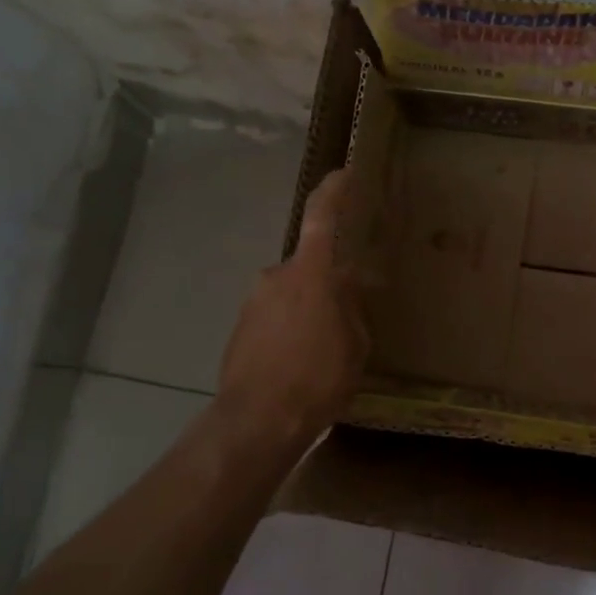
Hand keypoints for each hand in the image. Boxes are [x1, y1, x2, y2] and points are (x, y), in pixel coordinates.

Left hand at [216, 168, 368, 450]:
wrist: (257, 421)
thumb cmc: (318, 378)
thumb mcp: (355, 344)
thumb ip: (351, 307)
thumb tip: (345, 287)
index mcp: (310, 273)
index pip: (321, 216)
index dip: (334, 191)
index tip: (345, 174)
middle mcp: (276, 276)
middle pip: (308, 265)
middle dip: (328, 281)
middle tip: (347, 310)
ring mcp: (254, 301)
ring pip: (291, 292)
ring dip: (308, 308)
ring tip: (325, 347)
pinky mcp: (240, 328)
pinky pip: (274, 315)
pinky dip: (290, 327)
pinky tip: (301, 361)